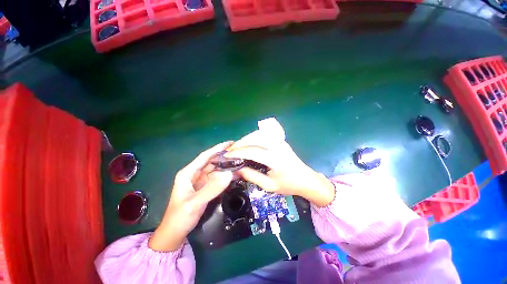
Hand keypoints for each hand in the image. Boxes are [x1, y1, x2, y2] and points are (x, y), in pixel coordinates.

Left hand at [148, 142, 233, 251]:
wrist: (175, 233)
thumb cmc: (180, 217)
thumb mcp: (194, 203)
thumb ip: (212, 188)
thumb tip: (229, 174)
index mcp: (188, 173)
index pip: (205, 156)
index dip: (218, 148)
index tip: (231, 143)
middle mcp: (195, 174)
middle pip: (212, 161)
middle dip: (225, 156)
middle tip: (240, 153)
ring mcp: (201, 181)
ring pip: (216, 169)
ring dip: (227, 166)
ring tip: (240, 162)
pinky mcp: (206, 187)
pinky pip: (218, 178)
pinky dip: (226, 176)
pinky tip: (235, 174)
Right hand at [225, 132, 334, 206]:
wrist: (305, 179)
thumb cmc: (288, 185)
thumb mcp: (269, 186)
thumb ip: (252, 176)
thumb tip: (237, 168)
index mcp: (275, 160)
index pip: (252, 152)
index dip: (238, 153)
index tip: (227, 155)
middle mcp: (278, 147)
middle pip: (255, 138)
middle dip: (240, 143)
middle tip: (230, 150)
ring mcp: (280, 142)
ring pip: (260, 134)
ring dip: (247, 138)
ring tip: (238, 146)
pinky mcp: (281, 140)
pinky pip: (265, 134)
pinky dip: (254, 136)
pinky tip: (249, 142)